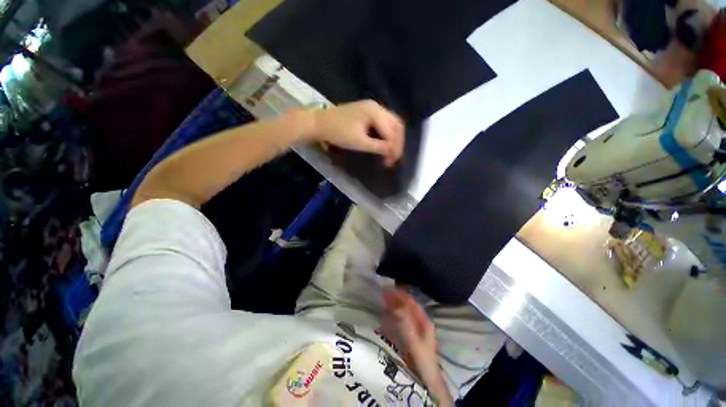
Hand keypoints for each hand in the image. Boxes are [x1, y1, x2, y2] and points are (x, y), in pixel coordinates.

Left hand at [309, 100, 404, 166]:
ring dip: (393, 139)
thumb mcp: (360, 142)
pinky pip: (383, 123)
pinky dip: (386, 134)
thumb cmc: (338, 133)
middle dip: (397, 143)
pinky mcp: (367, 112)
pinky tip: (384, 144)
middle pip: (396, 125)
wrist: (319, 123)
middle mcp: (377, 106)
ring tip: (390, 153)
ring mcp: (372, 107)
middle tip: (393, 158)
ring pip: (391, 123)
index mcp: (375, 112)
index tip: (391, 163)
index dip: (394, 148)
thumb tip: (392, 153)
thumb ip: (378, 147)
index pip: (392, 132)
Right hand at [382, 289, 451, 405]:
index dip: (400, 294)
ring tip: (382, 301)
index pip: (411, 301)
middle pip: (406, 305)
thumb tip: (396, 305)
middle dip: (395, 298)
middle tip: (382, 293)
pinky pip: (400, 322)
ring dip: (393, 306)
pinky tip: (384, 317)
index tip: (388, 288)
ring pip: (403, 312)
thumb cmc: (423, 360)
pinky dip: (392, 316)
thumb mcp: (414, 341)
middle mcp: (420, 321)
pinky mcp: (409, 336)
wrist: (428, 380)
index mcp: (423, 320)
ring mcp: (415, 328)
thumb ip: (406, 323)